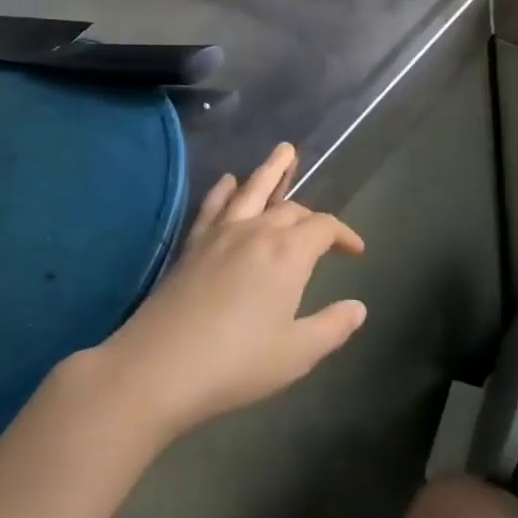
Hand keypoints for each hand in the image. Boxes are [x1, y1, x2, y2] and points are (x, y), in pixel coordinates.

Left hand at [95, 143, 366, 439]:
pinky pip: (212, 206)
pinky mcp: (192, 245)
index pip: (324, 228)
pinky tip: (228, 181)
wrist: (159, 368)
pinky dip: (224, 190)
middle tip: (323, 228)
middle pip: (291, 209)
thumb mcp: (296, 354)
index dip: (344, 235)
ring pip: (251, 191)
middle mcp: (256, 232)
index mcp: (288, 253)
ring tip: (284, 150)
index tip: (356, 252)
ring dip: (271, 170)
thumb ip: (332, 327)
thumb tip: (358, 308)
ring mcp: (220, 234)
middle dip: (312, 215)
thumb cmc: (237, 363)